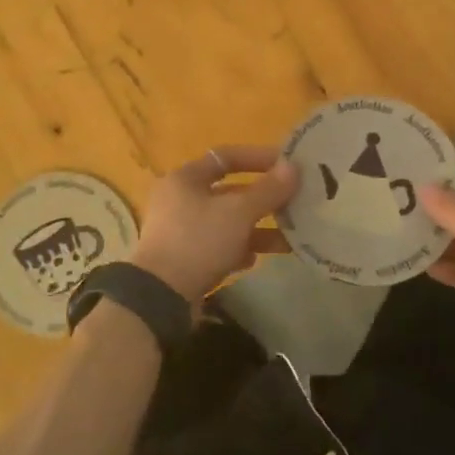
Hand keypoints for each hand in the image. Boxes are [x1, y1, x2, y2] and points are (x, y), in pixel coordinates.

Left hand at [129, 146, 299, 305]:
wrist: (160, 298)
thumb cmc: (198, 241)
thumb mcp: (238, 213)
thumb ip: (268, 190)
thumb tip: (293, 166)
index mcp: (185, 178)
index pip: (226, 157)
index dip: (259, 158)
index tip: (288, 165)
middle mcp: (180, 200)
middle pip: (230, 192)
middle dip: (264, 198)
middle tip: (295, 202)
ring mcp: (181, 231)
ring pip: (227, 222)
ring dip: (257, 227)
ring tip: (290, 236)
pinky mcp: (185, 259)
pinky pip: (219, 246)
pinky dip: (239, 249)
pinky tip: (255, 260)